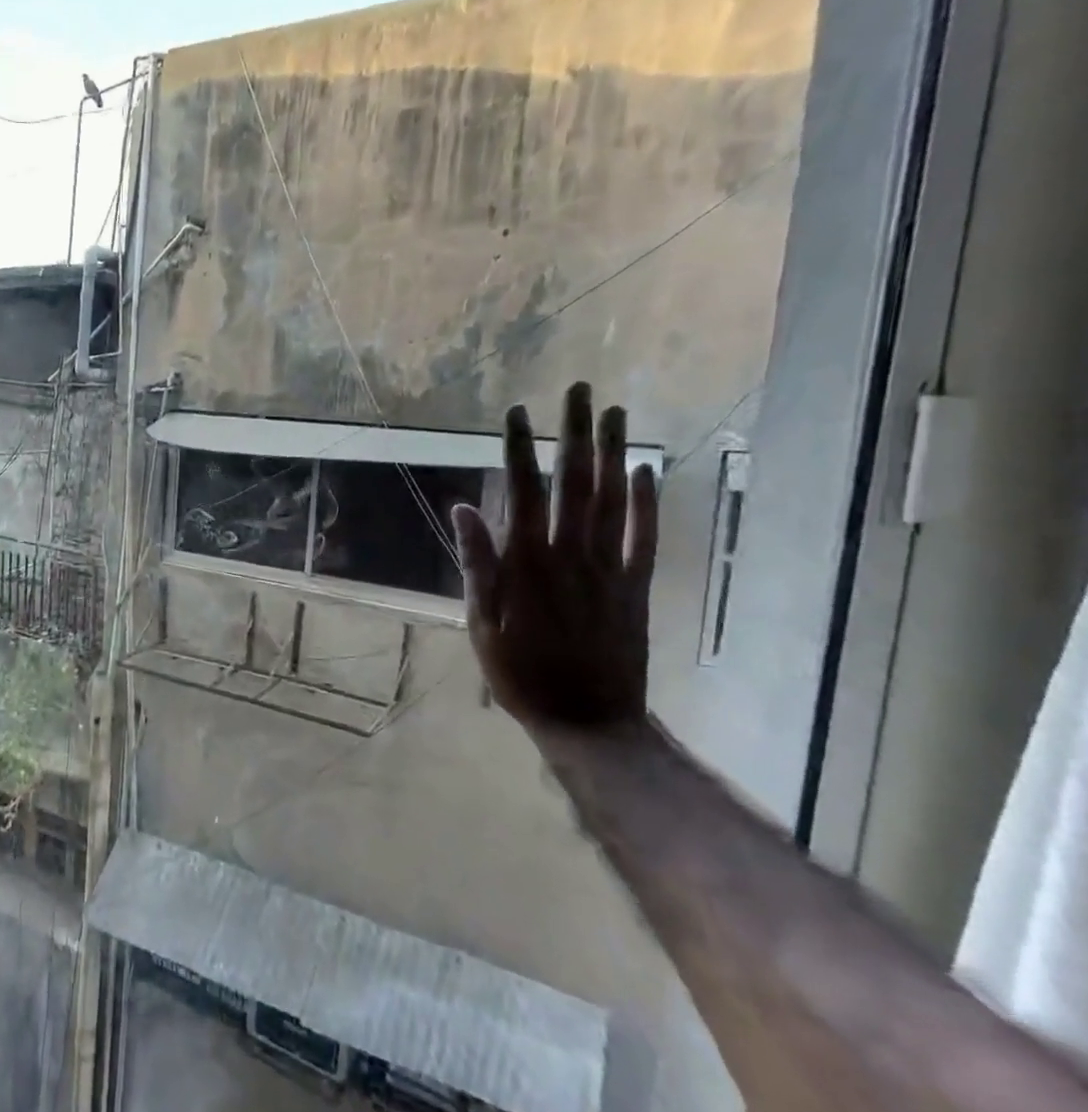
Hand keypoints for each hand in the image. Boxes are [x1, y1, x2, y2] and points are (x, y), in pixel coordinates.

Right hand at [449, 382, 657, 739]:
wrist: (589, 721)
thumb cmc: (521, 674)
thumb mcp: (481, 623)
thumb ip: (476, 563)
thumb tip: (463, 508)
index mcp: (527, 564)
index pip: (524, 492)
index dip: (519, 449)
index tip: (516, 412)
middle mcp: (571, 555)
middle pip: (575, 483)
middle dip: (574, 434)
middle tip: (578, 391)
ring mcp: (610, 569)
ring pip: (613, 500)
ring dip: (613, 453)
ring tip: (614, 412)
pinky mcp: (637, 586)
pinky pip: (645, 537)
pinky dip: (648, 502)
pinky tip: (646, 470)